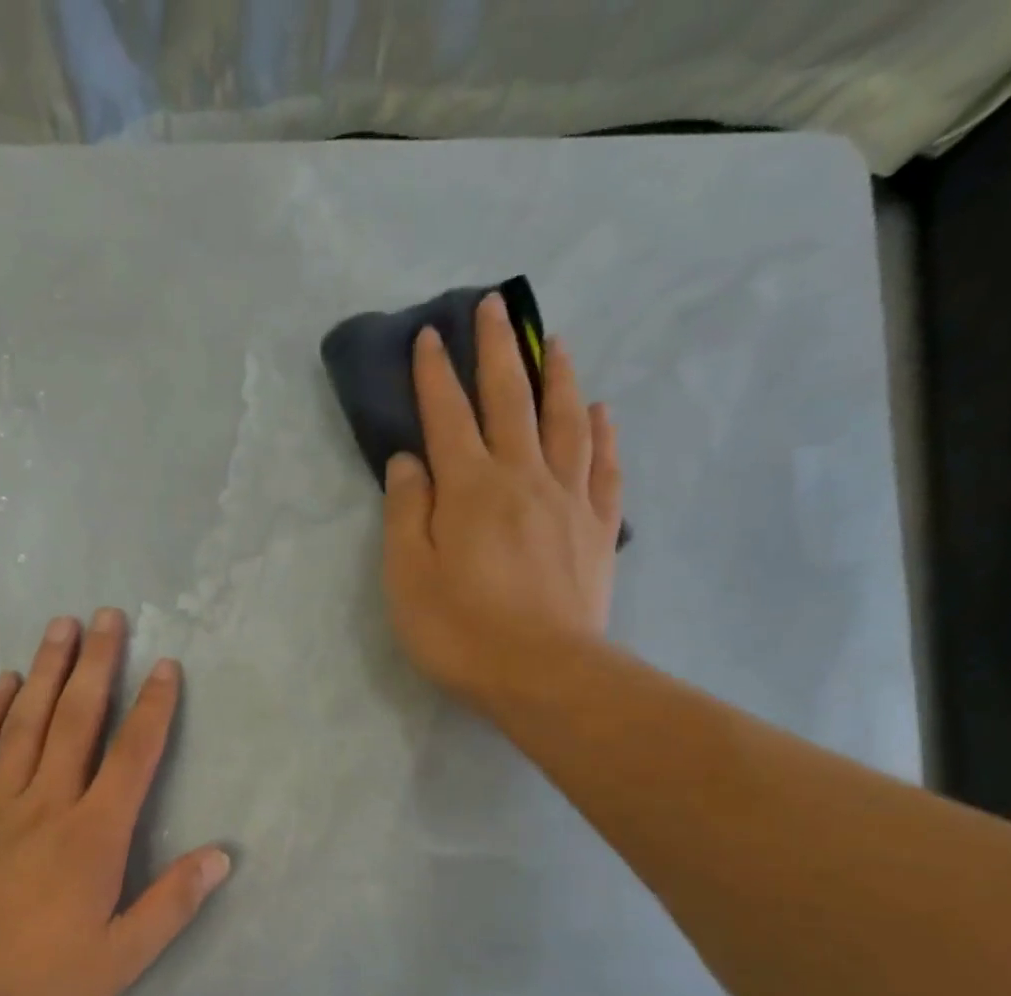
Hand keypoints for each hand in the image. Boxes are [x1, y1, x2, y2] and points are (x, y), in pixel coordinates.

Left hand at [0, 608, 230, 995]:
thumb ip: (171, 905)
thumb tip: (221, 856)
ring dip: (47, 671)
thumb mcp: (118, 959)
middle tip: (108, 616)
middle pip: (76, 720)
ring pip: (25, 722)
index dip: (153, 708)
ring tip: (61, 627)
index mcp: (92, 835)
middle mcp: (46, 804)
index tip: (166, 667)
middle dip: (97, 665)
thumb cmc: (33, 981)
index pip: (132, 756)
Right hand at [381, 292, 624, 717]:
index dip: (435, 375)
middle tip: (496, 307)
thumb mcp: (408, 577)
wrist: (543, 674)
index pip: (447, 417)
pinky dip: (602, 432)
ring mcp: (568, 499)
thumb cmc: (460, 631)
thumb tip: (409, 460)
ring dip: (557, 376)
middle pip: (510, 401)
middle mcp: (522, 477)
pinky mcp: (597, 528)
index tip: (430, 335)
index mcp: (469, 488)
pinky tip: (601, 412)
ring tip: (554, 342)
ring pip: (565, 421)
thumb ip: (406, 512)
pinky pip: (604, 466)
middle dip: (498, 351)